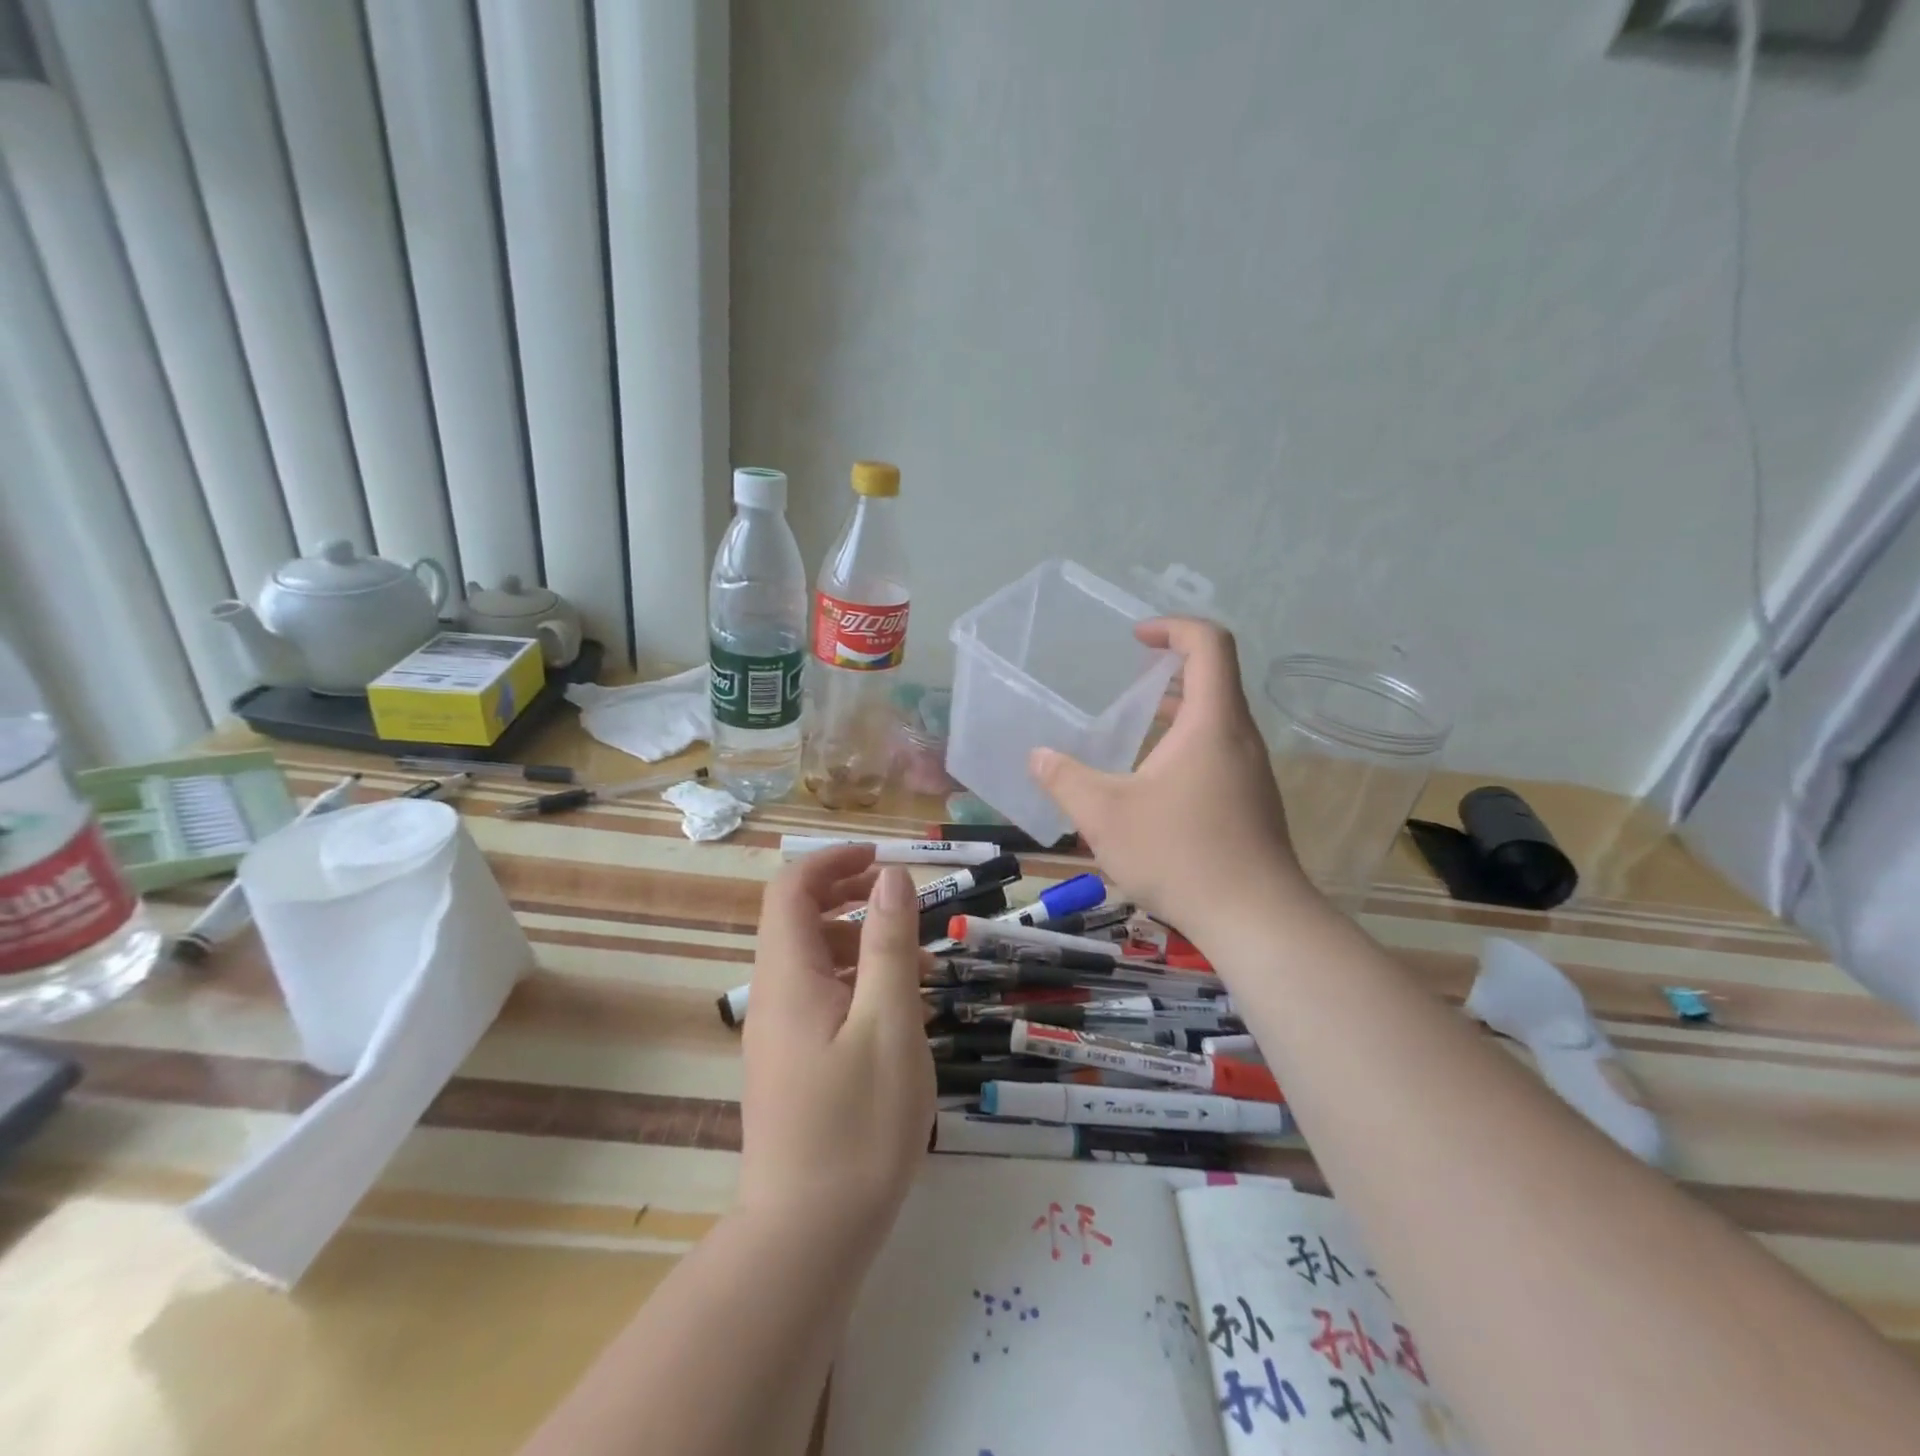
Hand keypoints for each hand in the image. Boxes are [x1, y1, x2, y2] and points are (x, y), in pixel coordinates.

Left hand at [738, 846, 934, 1238]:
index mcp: (787, 978)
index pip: (789, 890)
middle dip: (846, 895)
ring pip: (812, 961)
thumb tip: (890, 877)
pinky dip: (855, 984)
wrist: (807, 1238)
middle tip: (900, 899)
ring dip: (858, 943)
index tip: (880, 859)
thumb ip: (889, 945)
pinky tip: (897, 1011)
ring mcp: (778, 1034)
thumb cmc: (856, 1125)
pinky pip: (818, 999)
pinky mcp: (790, 1064)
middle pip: (796, 920)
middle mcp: (772, 998)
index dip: (831, 861)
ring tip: (915, 961)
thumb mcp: (888, 1024)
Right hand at [1030, 617, 1309, 934]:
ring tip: (1134, 727)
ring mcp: (1252, 772)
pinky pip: (1220, 752)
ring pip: (1217, 720)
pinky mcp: (1253, 802)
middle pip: (1214, 679)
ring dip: (1177, 711)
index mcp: (1212, 722)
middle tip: (1126, 680)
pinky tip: (1153, 784)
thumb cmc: (1180, 854)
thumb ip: (1065, 780)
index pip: (1209, 643)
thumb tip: (1038, 756)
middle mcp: (1240, 737)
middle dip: (1169, 669)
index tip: (1136, 638)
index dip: (1173, 627)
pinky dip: (1187, 745)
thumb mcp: (1105, 815)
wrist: (1257, 920)